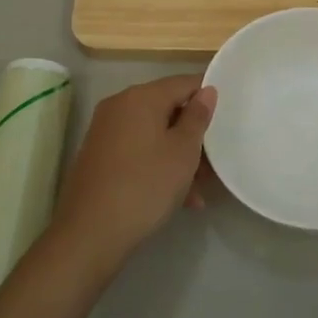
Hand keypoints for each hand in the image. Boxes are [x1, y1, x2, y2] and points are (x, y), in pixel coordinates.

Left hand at [52, 75, 216, 269]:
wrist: (90, 233)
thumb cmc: (145, 185)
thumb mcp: (183, 151)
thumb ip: (198, 117)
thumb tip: (206, 90)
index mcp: (141, 97)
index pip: (184, 83)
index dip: (208, 97)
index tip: (227, 119)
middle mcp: (119, 106)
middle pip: (168, 109)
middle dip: (193, 134)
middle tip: (215, 162)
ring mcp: (105, 132)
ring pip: (154, 134)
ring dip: (178, 156)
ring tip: (199, 189)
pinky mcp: (99, 157)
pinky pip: (138, 151)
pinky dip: (158, 165)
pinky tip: (178, 198)